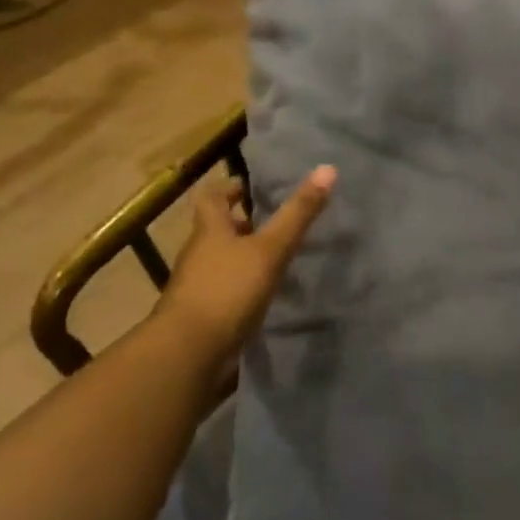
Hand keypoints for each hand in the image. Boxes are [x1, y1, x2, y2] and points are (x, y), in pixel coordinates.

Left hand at [157, 165, 335, 361]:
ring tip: (277, 258)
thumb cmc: (229, 289)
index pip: (212, 198)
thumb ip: (298, 213)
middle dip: (242, 223)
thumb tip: (328, 168)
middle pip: (217, 230)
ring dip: (243, 256)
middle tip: (273, 221)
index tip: (250, 187)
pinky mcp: (204, 315)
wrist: (191, 351)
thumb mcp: (270, 248)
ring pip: (221, 261)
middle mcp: (199, 254)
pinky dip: (242, 287)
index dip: (229, 188)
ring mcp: (198, 286)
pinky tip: (265, 295)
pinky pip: (225, 290)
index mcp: (210, 231)